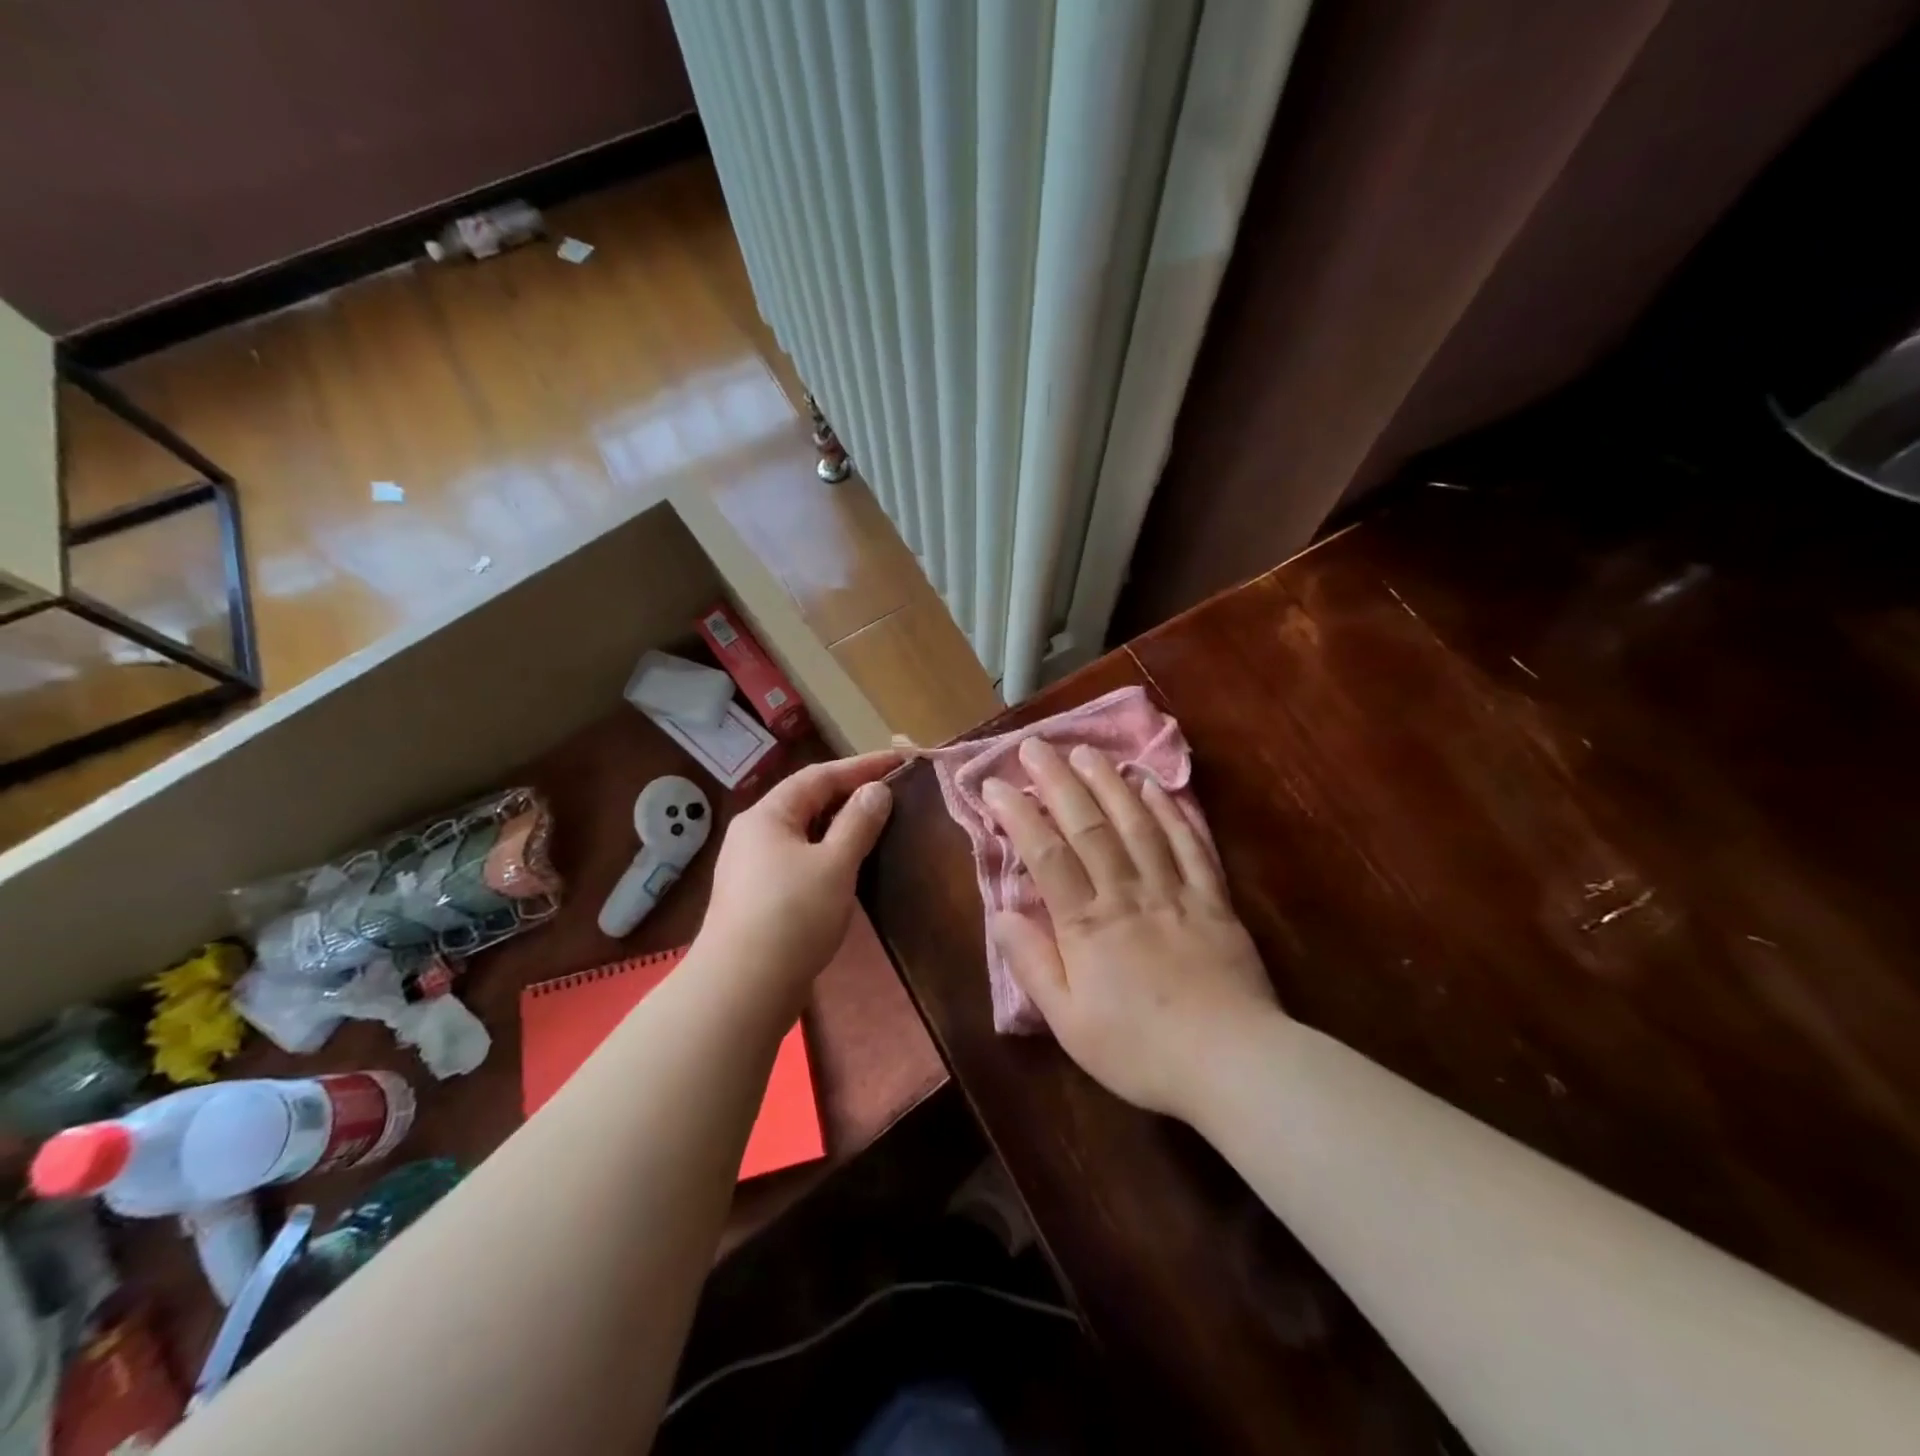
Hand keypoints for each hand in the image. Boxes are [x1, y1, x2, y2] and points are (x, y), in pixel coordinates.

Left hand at [700, 751, 900, 1014]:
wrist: (742, 989)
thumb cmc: (792, 916)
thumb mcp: (835, 864)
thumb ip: (858, 823)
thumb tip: (875, 790)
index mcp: (768, 815)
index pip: (820, 776)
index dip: (862, 765)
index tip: (900, 760)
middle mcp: (754, 833)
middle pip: (808, 801)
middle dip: (850, 793)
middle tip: (892, 790)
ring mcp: (752, 867)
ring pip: (804, 833)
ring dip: (840, 825)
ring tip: (877, 823)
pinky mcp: (758, 897)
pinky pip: (800, 859)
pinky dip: (828, 853)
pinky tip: (849, 866)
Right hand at [982, 738, 1280, 1122]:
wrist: (1231, 1062)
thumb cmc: (1140, 1050)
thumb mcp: (1069, 1023)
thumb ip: (1033, 963)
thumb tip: (1002, 913)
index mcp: (1087, 925)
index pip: (1045, 855)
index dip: (1018, 815)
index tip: (995, 785)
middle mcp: (1127, 893)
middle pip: (1088, 826)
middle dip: (1058, 781)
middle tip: (1036, 746)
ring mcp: (1173, 891)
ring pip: (1137, 824)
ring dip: (1109, 783)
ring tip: (1087, 752)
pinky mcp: (1212, 898)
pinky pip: (1189, 844)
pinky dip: (1170, 810)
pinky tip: (1153, 785)